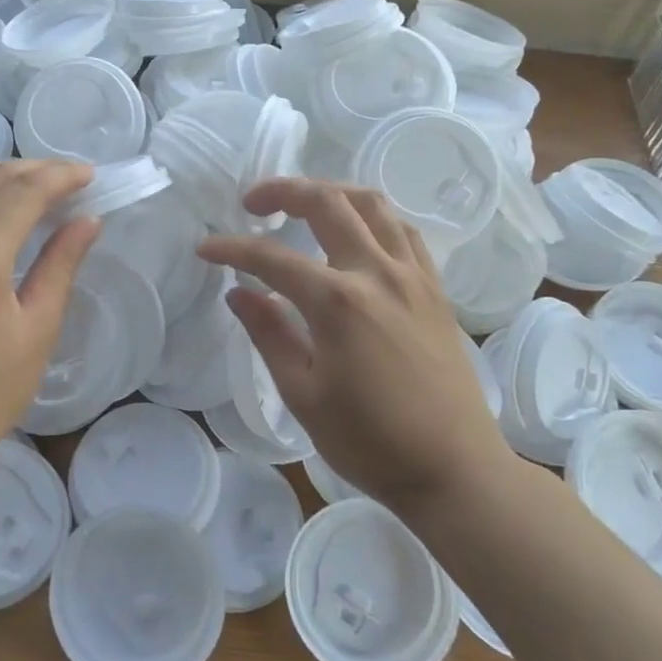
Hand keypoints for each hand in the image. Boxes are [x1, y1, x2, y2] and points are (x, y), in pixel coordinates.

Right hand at [199, 179, 514, 514]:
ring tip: (303, 203)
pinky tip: (356, 231)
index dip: (232, 248)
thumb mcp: (303, 396)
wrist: (455, 469)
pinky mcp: (434, 287)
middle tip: (252, 203)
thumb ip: (269, 334)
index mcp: (338, 303)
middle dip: (282, 191)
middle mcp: (378, 273)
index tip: (206, 249)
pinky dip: (372, 215)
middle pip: (327, 203)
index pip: (271, 258)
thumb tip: (238, 292)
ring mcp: (413, 275)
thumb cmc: (371, 443)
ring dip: (331, 191)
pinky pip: (402, 229)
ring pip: (372, 203)